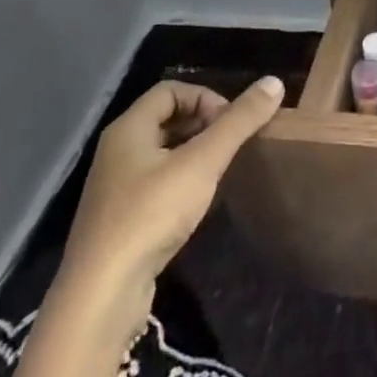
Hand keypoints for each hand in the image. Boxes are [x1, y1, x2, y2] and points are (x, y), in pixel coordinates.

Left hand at [57, 78, 283, 329]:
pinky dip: (182, 182)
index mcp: (128, 129)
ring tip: (221, 171)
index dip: (206, 97)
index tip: (230, 124)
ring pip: (163, 153)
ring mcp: (116, 188)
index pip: (171, 90)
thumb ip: (239, 122)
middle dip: (204, 125)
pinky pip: (157, 184)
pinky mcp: (121, 220)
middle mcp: (117, 152)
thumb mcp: (203, 162)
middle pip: (167, 119)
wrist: (102, 295)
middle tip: (231, 146)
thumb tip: (274, 82)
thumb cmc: (151, 214)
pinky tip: (199, 202)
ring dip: (195, 154)